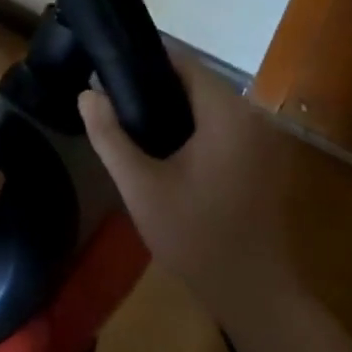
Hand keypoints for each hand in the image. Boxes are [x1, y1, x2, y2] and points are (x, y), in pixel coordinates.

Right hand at [78, 65, 295, 322]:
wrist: (252, 292)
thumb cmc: (194, 235)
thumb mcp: (141, 187)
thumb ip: (110, 136)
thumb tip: (87, 93)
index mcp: (226, 113)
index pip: (184, 62)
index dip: (145, 59)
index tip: (110, 69)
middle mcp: (252, 115)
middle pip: (198, 81)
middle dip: (155, 85)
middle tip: (114, 101)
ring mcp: (263, 138)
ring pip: (210, 105)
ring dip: (175, 108)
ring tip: (133, 122)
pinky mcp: (264, 159)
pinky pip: (223, 127)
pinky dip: (195, 127)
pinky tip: (167, 149)